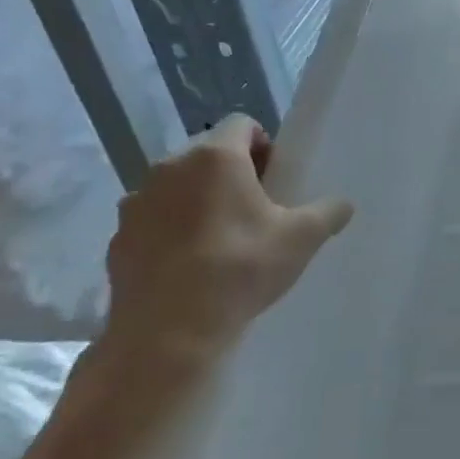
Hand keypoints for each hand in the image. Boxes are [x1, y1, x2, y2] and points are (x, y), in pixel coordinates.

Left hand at [100, 114, 353, 372]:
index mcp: (215, 158)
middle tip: (258, 208)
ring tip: (223, 238)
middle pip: (207, 152)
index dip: (265, 145)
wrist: (168, 334)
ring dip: (199, 199)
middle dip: (233, 172)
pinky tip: (193, 263)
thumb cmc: (241, 269)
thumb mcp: (304, 238)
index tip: (277, 178)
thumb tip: (341, 205)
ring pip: (177, 186)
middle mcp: (168, 169)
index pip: (242, 124)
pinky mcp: (118, 239)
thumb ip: (328, 211)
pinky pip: (154, 219)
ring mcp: (135, 203)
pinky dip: (173, 229)